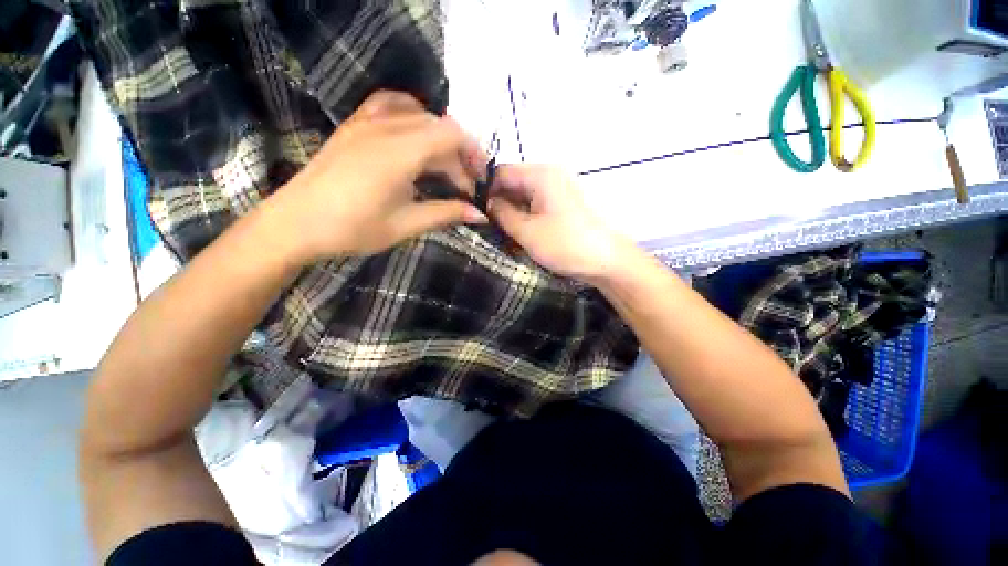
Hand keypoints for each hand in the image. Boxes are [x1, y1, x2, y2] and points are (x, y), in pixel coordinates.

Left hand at [265, 91, 487, 262]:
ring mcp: (367, 121)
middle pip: (439, 128)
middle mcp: (386, 127)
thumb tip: (480, 215)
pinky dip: (412, 115)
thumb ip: (446, 214)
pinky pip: (390, 105)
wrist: (295, 223)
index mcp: (401, 153)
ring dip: (439, 139)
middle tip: (464, 187)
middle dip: (459, 156)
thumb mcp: (406, 225)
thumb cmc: (352, 229)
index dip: (473, 156)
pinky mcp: (354, 125)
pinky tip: (416, 134)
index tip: (479, 183)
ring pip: (419, 117)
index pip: (452, 136)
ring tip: (444, 166)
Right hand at [488, 165, 631, 283]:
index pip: (500, 173)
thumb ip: (502, 214)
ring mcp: (556, 191)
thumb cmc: (565, 244)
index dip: (484, 190)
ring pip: (522, 197)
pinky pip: (534, 206)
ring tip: (498, 233)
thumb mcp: (527, 232)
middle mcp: (548, 176)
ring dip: (510, 214)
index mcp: (539, 175)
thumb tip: (486, 203)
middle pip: (512, 184)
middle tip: (483, 226)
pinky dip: (523, 218)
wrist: (606, 260)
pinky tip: (516, 235)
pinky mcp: (560, 205)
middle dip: (497, 204)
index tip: (473, 210)